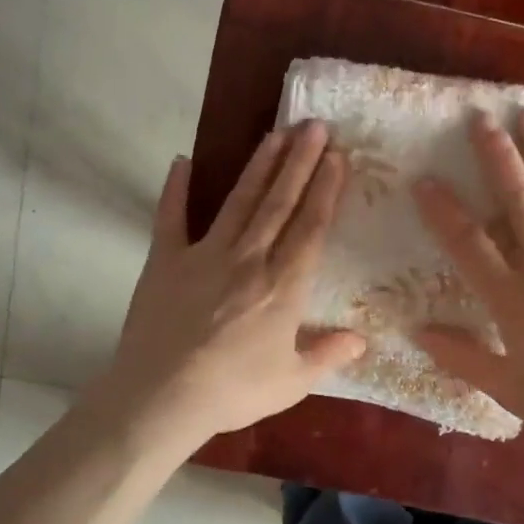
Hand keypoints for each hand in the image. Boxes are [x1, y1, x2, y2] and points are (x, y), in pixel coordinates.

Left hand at [95, 121, 365, 452]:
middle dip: (299, 161)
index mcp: (283, 286)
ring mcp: (204, 254)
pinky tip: (181, 161)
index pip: (311, 227)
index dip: (326, 189)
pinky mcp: (164, 260)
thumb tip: (363, 339)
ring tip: (275, 133)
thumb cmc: (232, 391)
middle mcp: (249, 259)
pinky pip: (171, 217)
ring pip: (239, 201)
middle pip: (279, 202)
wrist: (161, 398)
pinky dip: (175, 189)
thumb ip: (328, 355)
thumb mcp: (291, 383)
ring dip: (259, 165)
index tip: (337, 156)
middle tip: (313, 125)